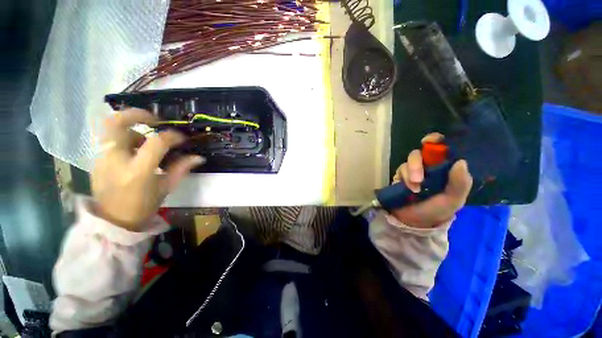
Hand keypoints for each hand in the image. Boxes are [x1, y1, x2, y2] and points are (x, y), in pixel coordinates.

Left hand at [92, 108, 203, 230]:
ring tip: (144, 142)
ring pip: (112, 130)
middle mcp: (116, 160)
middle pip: (116, 122)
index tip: (182, 138)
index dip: (172, 136)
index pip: (157, 142)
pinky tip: (135, 152)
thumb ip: (181, 169)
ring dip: (132, 130)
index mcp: (138, 170)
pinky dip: (125, 140)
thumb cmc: (143, 206)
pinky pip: (111, 141)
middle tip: (154, 119)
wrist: (112, 221)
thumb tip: (199, 157)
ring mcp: (102, 158)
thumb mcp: (166, 188)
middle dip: (136, 114)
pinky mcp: (97, 160)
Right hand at [390, 133, 472, 228]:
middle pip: (420, 153)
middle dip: (417, 164)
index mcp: (444, 168)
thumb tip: (461, 162)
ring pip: (409, 161)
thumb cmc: (437, 210)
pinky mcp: (400, 175)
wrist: (415, 221)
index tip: (429, 141)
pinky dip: (404, 178)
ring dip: (410, 173)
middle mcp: (428, 166)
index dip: (435, 141)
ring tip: (414, 189)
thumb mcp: (453, 200)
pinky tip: (408, 189)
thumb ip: (460, 183)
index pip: (441, 148)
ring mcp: (413, 170)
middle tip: (419, 179)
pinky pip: (400, 170)